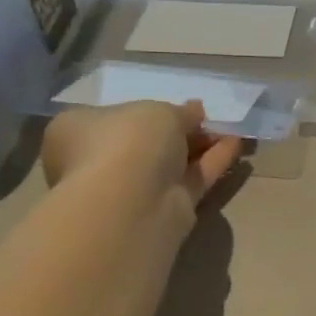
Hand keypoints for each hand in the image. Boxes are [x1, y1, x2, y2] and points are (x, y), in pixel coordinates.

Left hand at [41, 101, 243, 222]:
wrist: (131, 202)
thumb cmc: (127, 141)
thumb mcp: (157, 111)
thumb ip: (180, 112)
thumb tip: (194, 112)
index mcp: (79, 133)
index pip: (111, 118)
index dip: (144, 111)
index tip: (176, 106)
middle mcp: (100, 162)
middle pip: (146, 143)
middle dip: (179, 130)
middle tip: (207, 119)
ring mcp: (132, 189)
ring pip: (172, 163)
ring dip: (201, 146)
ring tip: (231, 129)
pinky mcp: (163, 209)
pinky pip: (191, 179)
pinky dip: (213, 162)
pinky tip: (236, 144)